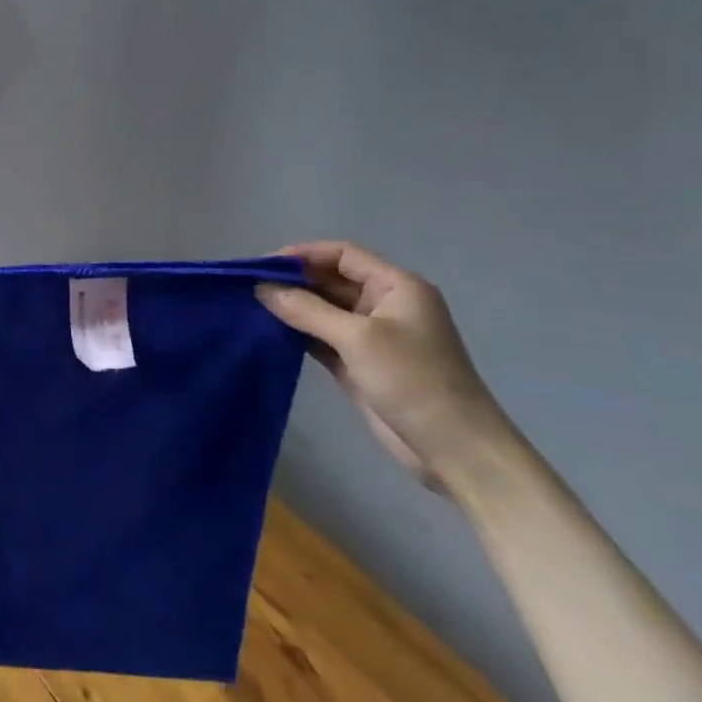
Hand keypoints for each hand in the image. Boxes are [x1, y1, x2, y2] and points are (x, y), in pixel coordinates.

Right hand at [257, 241, 524, 491]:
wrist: (453, 447)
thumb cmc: (412, 380)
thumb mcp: (358, 338)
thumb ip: (307, 310)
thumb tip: (262, 288)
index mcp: (396, 287)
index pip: (343, 255)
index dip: (303, 254)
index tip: (263, 265)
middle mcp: (384, 305)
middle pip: (331, 280)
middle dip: (293, 282)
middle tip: (249, 288)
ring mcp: (372, 336)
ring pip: (324, 310)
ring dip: (293, 308)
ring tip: (252, 308)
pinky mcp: (359, 363)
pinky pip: (322, 338)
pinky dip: (298, 333)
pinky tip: (269, 333)